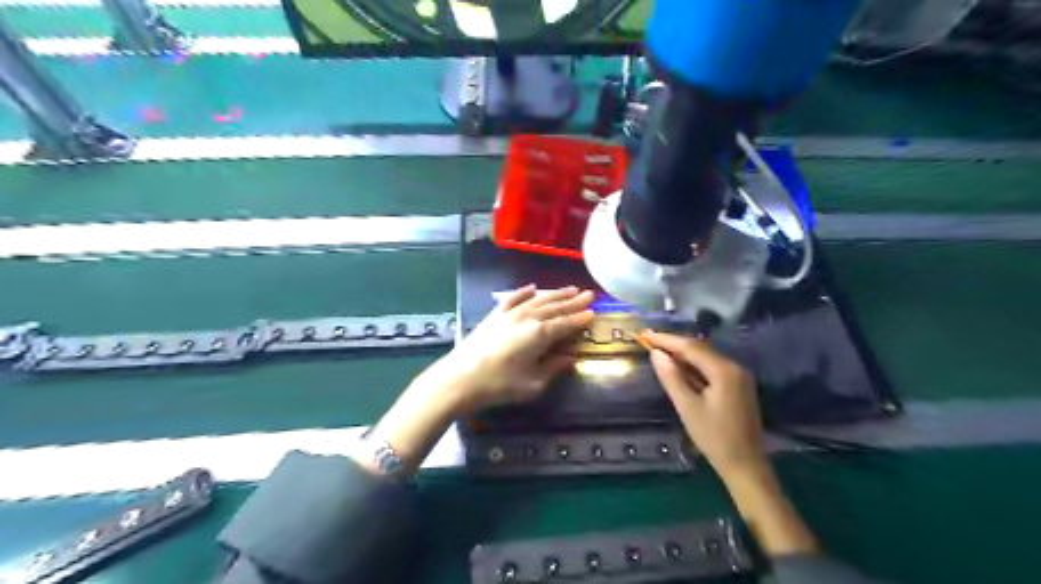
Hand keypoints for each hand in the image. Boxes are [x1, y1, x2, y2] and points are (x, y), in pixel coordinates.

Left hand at [423, 285, 593, 411]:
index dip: (581, 319)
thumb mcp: (533, 383)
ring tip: (570, 289)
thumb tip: (571, 358)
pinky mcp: (494, 315)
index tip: (593, 313)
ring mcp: (510, 313)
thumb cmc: (500, 385)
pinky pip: (513, 298)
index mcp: (541, 334)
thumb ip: (554, 368)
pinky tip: (532, 287)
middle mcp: (528, 318)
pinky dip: (524, 292)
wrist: (461, 378)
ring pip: (538, 299)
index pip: (566, 323)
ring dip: (555, 294)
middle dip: (573, 301)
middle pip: (555, 307)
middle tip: (588, 294)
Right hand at [639, 330, 766, 484]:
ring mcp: (738, 376)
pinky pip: (712, 367)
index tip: (644, 334)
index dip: (666, 339)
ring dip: (683, 354)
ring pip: (706, 357)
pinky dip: (693, 365)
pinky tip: (679, 368)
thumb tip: (656, 353)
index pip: (690, 347)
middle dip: (674, 344)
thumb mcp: (687, 408)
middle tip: (648, 341)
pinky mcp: (738, 386)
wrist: (746, 466)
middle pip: (699, 348)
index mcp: (724, 371)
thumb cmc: (714, 438)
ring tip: (659, 351)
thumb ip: (671, 378)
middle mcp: (734, 367)